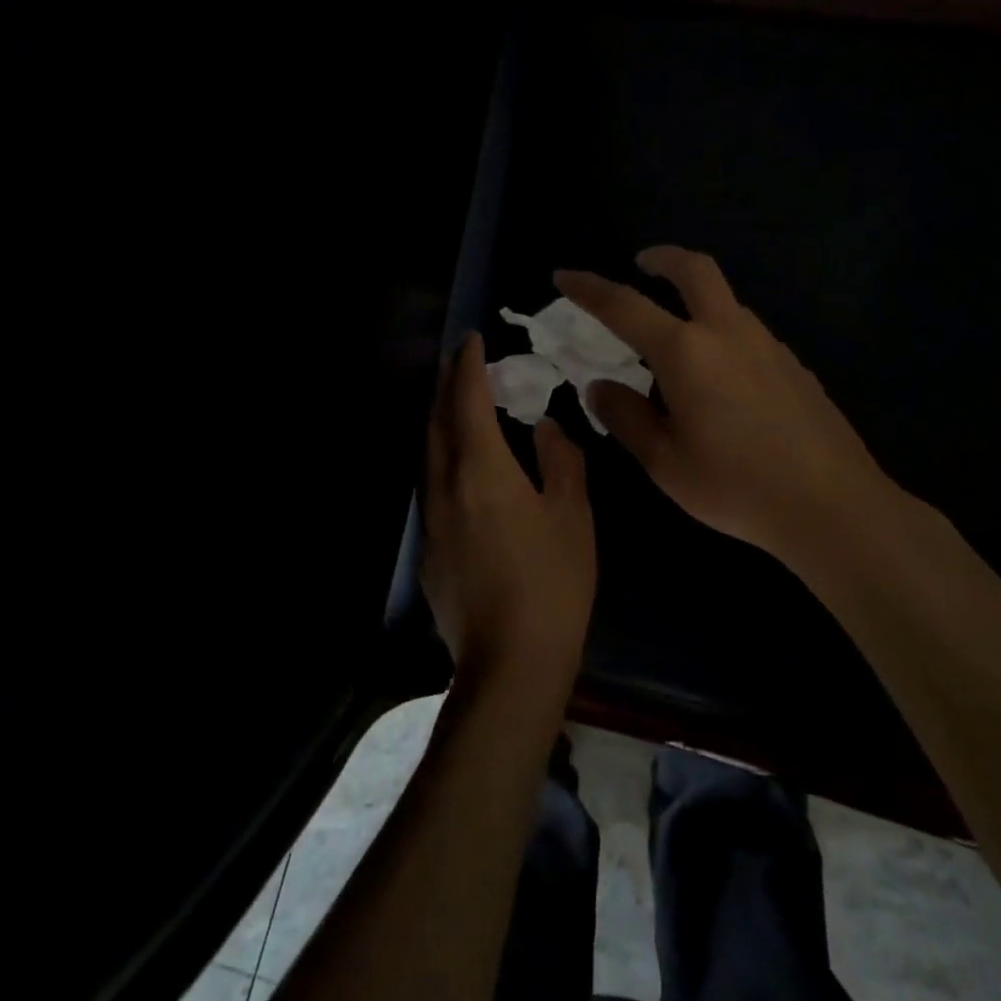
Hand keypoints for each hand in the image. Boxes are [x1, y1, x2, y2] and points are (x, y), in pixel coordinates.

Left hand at [420, 331, 596, 690]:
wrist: (510, 661)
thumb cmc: (552, 583)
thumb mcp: (572, 516)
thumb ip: (560, 461)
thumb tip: (544, 428)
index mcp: (481, 470)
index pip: (467, 401)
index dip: (468, 366)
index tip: (472, 339)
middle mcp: (444, 485)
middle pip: (436, 421)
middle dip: (446, 385)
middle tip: (460, 360)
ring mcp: (431, 519)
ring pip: (428, 452)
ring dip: (440, 419)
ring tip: (458, 402)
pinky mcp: (428, 548)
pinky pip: (431, 483)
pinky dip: (442, 456)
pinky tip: (460, 465)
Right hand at [555, 246, 900, 568]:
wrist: (830, 504)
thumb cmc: (736, 486)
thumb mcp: (664, 462)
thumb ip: (626, 417)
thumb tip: (599, 387)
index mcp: (686, 352)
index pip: (625, 306)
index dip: (589, 288)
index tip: (564, 276)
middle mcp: (728, 333)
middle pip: (694, 270)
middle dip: (662, 258)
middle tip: (641, 262)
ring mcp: (768, 345)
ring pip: (726, 301)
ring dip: (695, 298)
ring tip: (675, 334)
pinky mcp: (794, 365)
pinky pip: (747, 332)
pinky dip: (721, 331)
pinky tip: (720, 376)